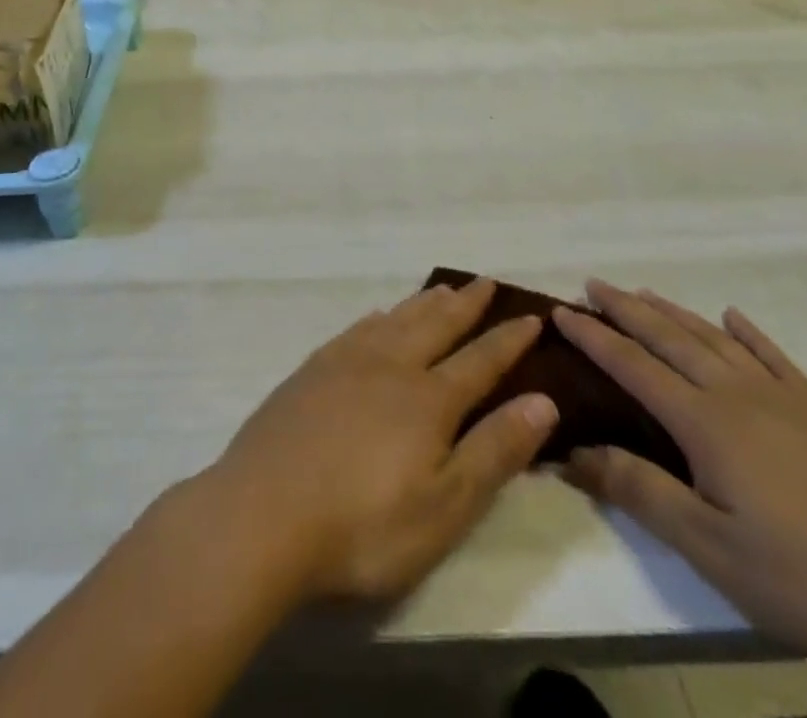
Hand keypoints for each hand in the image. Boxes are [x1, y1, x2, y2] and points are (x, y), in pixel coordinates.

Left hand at [204, 278, 558, 603]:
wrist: (263, 513)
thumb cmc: (364, 525)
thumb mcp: (444, 506)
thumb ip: (494, 451)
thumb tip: (542, 401)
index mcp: (429, 399)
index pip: (481, 361)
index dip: (509, 340)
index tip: (531, 315)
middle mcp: (391, 365)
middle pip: (437, 325)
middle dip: (467, 305)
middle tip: (485, 282)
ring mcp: (347, 362)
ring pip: (397, 319)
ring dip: (425, 303)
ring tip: (443, 289)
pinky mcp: (312, 370)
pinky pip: (358, 328)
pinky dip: (379, 316)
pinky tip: (379, 316)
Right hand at [555, 282, 806, 672]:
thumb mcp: (714, 551)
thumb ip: (641, 493)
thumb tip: (571, 452)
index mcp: (705, 422)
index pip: (632, 366)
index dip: (593, 336)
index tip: (560, 311)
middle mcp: (736, 393)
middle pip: (668, 337)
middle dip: (625, 308)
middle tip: (593, 283)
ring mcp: (784, 397)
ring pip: (713, 338)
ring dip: (672, 311)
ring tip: (643, 292)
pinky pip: (774, 356)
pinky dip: (747, 331)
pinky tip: (735, 317)